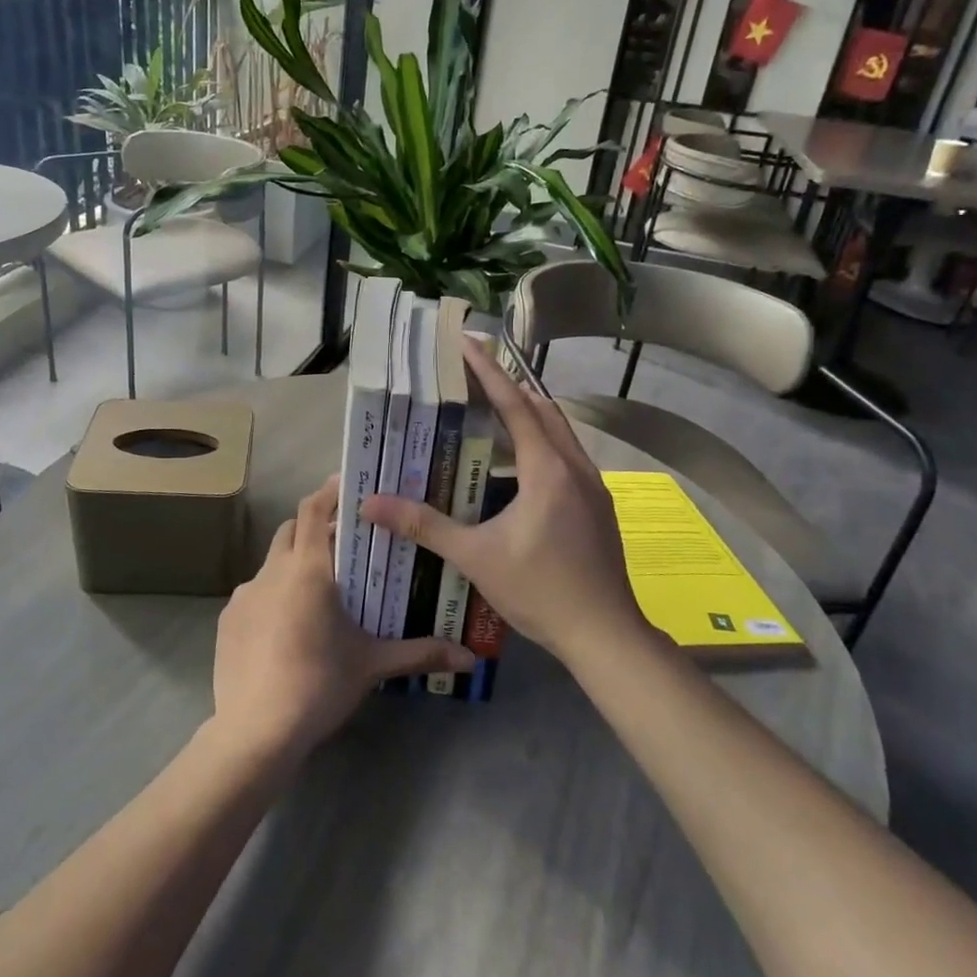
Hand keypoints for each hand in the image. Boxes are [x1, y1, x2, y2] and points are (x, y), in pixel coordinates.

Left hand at [211, 477, 473, 760]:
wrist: (256, 731)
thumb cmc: (320, 684)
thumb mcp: (373, 665)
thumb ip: (420, 653)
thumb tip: (470, 658)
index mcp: (308, 569)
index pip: (314, 509)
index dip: (329, 492)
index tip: (348, 486)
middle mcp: (272, 571)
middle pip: (292, 530)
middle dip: (315, 528)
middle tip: (345, 545)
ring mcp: (244, 595)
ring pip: (272, 563)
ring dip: (294, 564)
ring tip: (319, 594)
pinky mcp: (227, 620)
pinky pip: (255, 594)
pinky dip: (273, 596)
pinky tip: (287, 630)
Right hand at [362, 336, 646, 665]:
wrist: (605, 635)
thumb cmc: (540, 591)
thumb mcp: (476, 557)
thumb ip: (424, 525)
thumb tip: (371, 504)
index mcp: (547, 470)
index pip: (515, 404)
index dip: (488, 371)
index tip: (466, 342)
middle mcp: (575, 467)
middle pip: (541, 409)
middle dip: (507, 387)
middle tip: (471, 376)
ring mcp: (593, 487)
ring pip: (559, 432)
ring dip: (527, 415)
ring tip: (491, 413)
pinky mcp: (598, 506)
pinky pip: (567, 456)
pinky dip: (541, 443)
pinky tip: (519, 467)